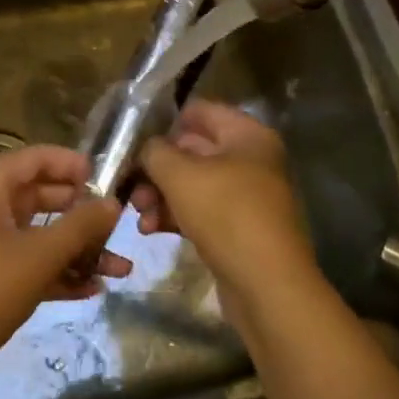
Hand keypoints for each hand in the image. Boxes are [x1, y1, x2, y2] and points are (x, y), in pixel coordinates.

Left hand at [0, 145, 128, 398]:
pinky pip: (23, 261)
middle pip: (38, 195)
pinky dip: (54, 271)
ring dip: (75, 249)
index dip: (72, 164)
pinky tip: (91, 290)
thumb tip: (114, 203)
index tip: (109, 178)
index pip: (35, 158)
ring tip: (119, 267)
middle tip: (119, 225)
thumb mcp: (38, 257)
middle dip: (80, 213)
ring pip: (35, 233)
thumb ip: (80, 226)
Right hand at [133, 100, 317, 307]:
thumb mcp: (180, 175)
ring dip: (161, 195)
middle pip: (194, 150)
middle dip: (157, 167)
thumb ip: (155, 151)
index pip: (200, 111)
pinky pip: (201, 212)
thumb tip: (147, 148)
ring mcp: (247, 197)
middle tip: (129, 185)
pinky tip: (150, 230)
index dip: (166, 122)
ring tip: (137, 213)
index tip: (134, 141)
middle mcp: (251, 160)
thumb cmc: (226, 215)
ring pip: (194, 184)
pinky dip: (176, 216)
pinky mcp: (239, 230)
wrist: (268, 287)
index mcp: (247, 135)